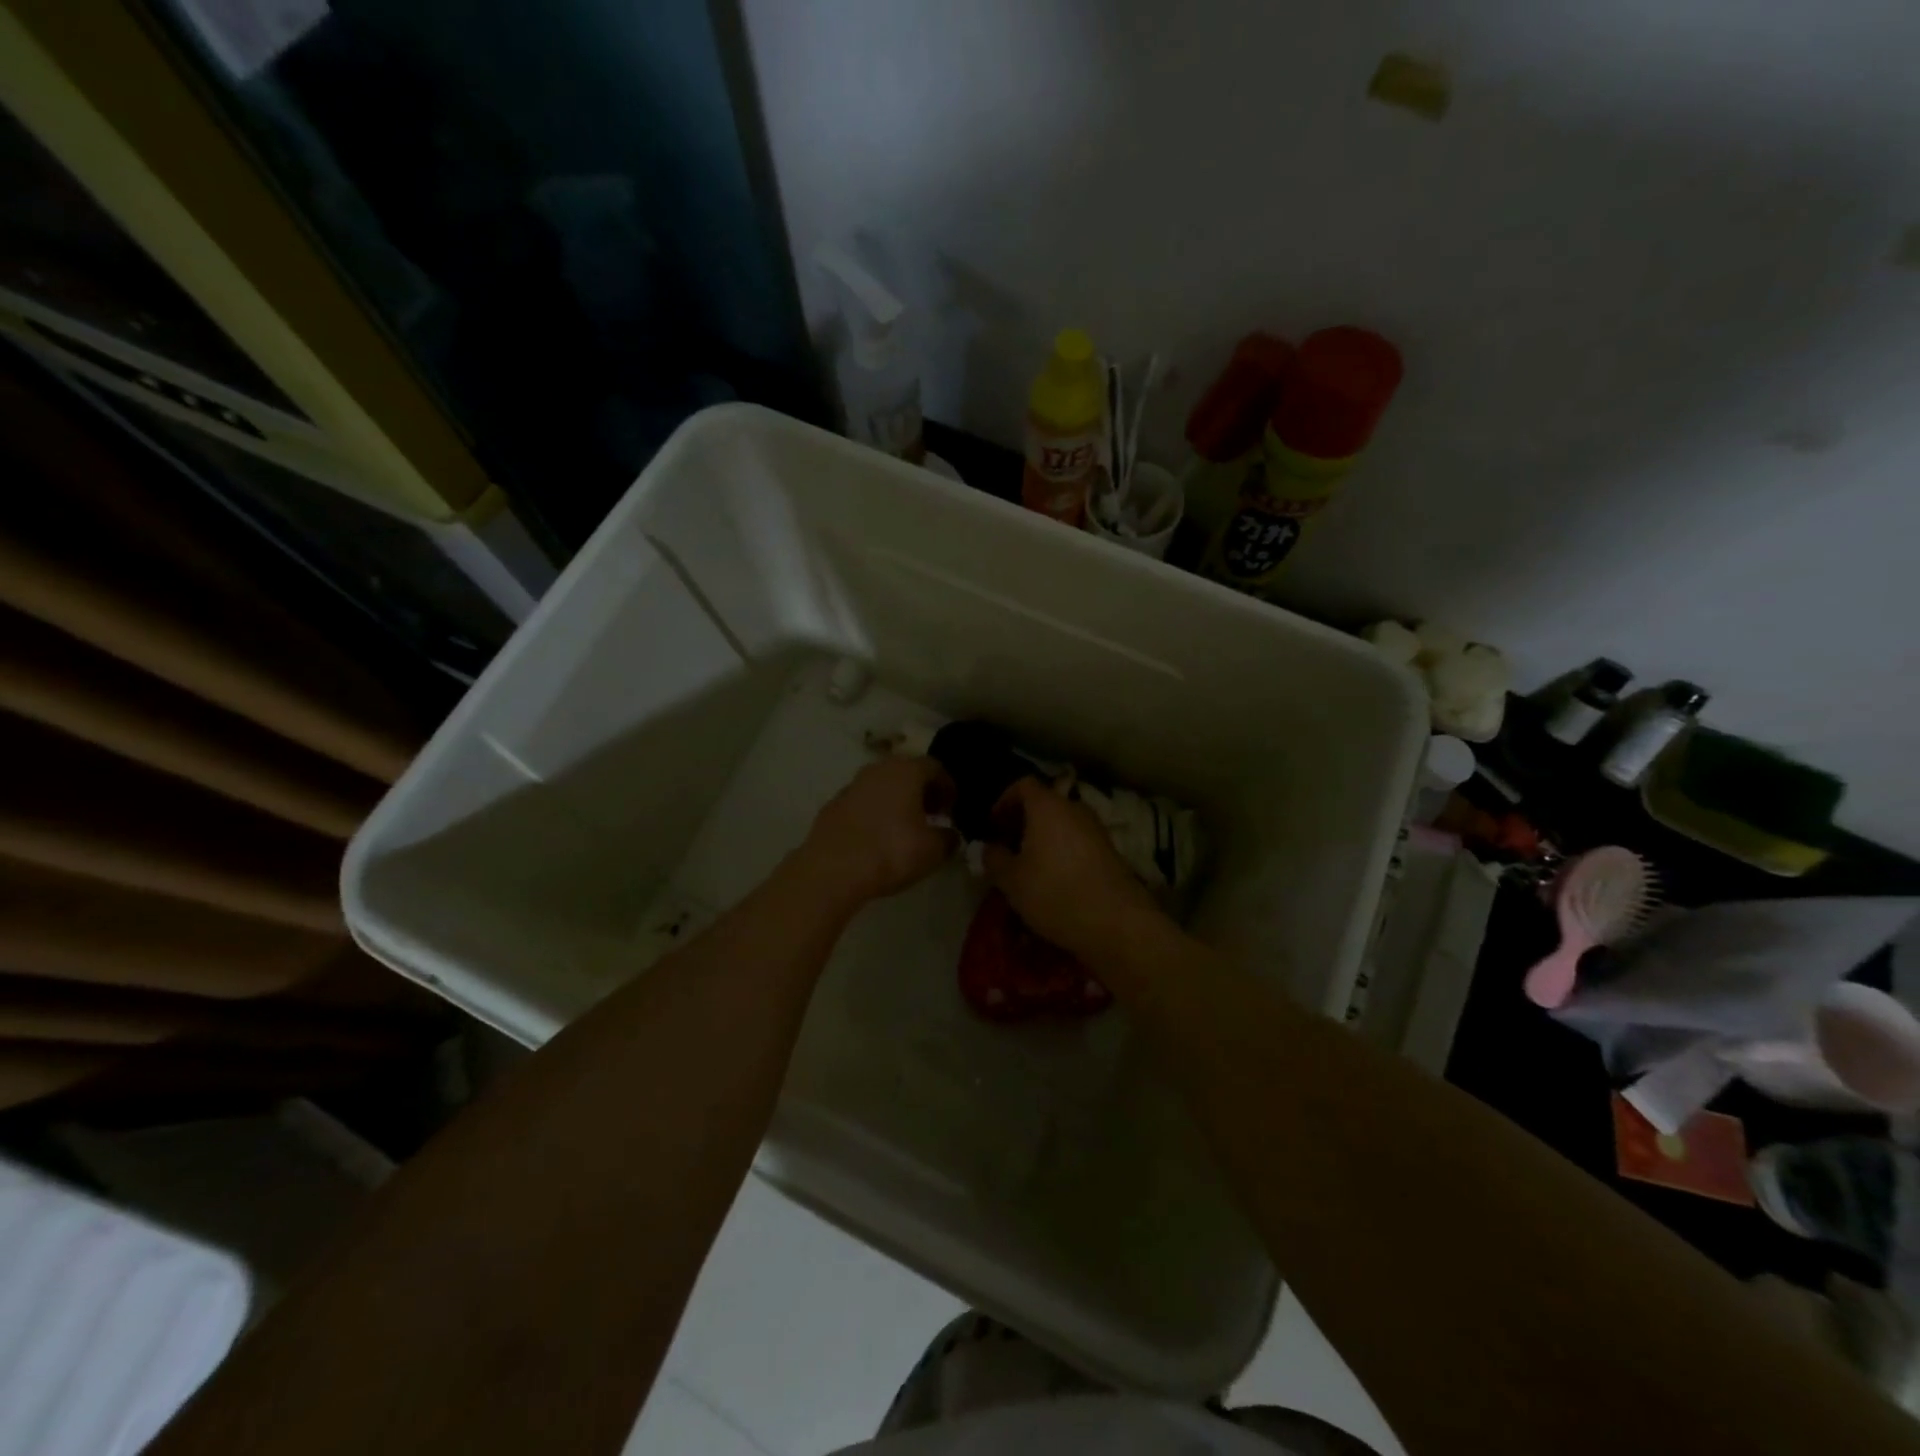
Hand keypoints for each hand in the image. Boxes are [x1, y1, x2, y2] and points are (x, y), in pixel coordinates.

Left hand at [799, 757, 958, 906]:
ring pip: (883, 786)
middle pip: (907, 772)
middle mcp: (878, 769)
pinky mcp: (833, 805)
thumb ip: (949, 838)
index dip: (948, 787)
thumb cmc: (891, 851)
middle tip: (933, 814)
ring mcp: (852, 785)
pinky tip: (879, 836)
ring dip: (898, 801)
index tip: (953, 808)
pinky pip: (864, 802)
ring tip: (907, 827)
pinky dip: (876, 812)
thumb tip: (951, 834)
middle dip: (922, 791)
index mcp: (906, 770)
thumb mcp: (933, 850)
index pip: (935, 767)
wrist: (833, 870)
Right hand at [982, 778, 1165, 961]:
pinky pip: (1078, 842)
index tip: (993, 826)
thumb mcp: (1011, 880)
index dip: (1004, 801)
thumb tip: (990, 848)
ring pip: (1062, 824)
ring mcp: (1096, 829)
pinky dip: (1062, 852)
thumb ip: (994, 858)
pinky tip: (1054, 881)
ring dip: (1043, 839)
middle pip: (1045, 803)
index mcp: (1048, 806)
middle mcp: (1074, 808)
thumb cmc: (1054, 892)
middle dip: (1023, 822)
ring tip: (1029, 867)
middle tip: (1007, 847)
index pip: (1023, 785)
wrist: (1116, 921)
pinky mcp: (1110, 851)